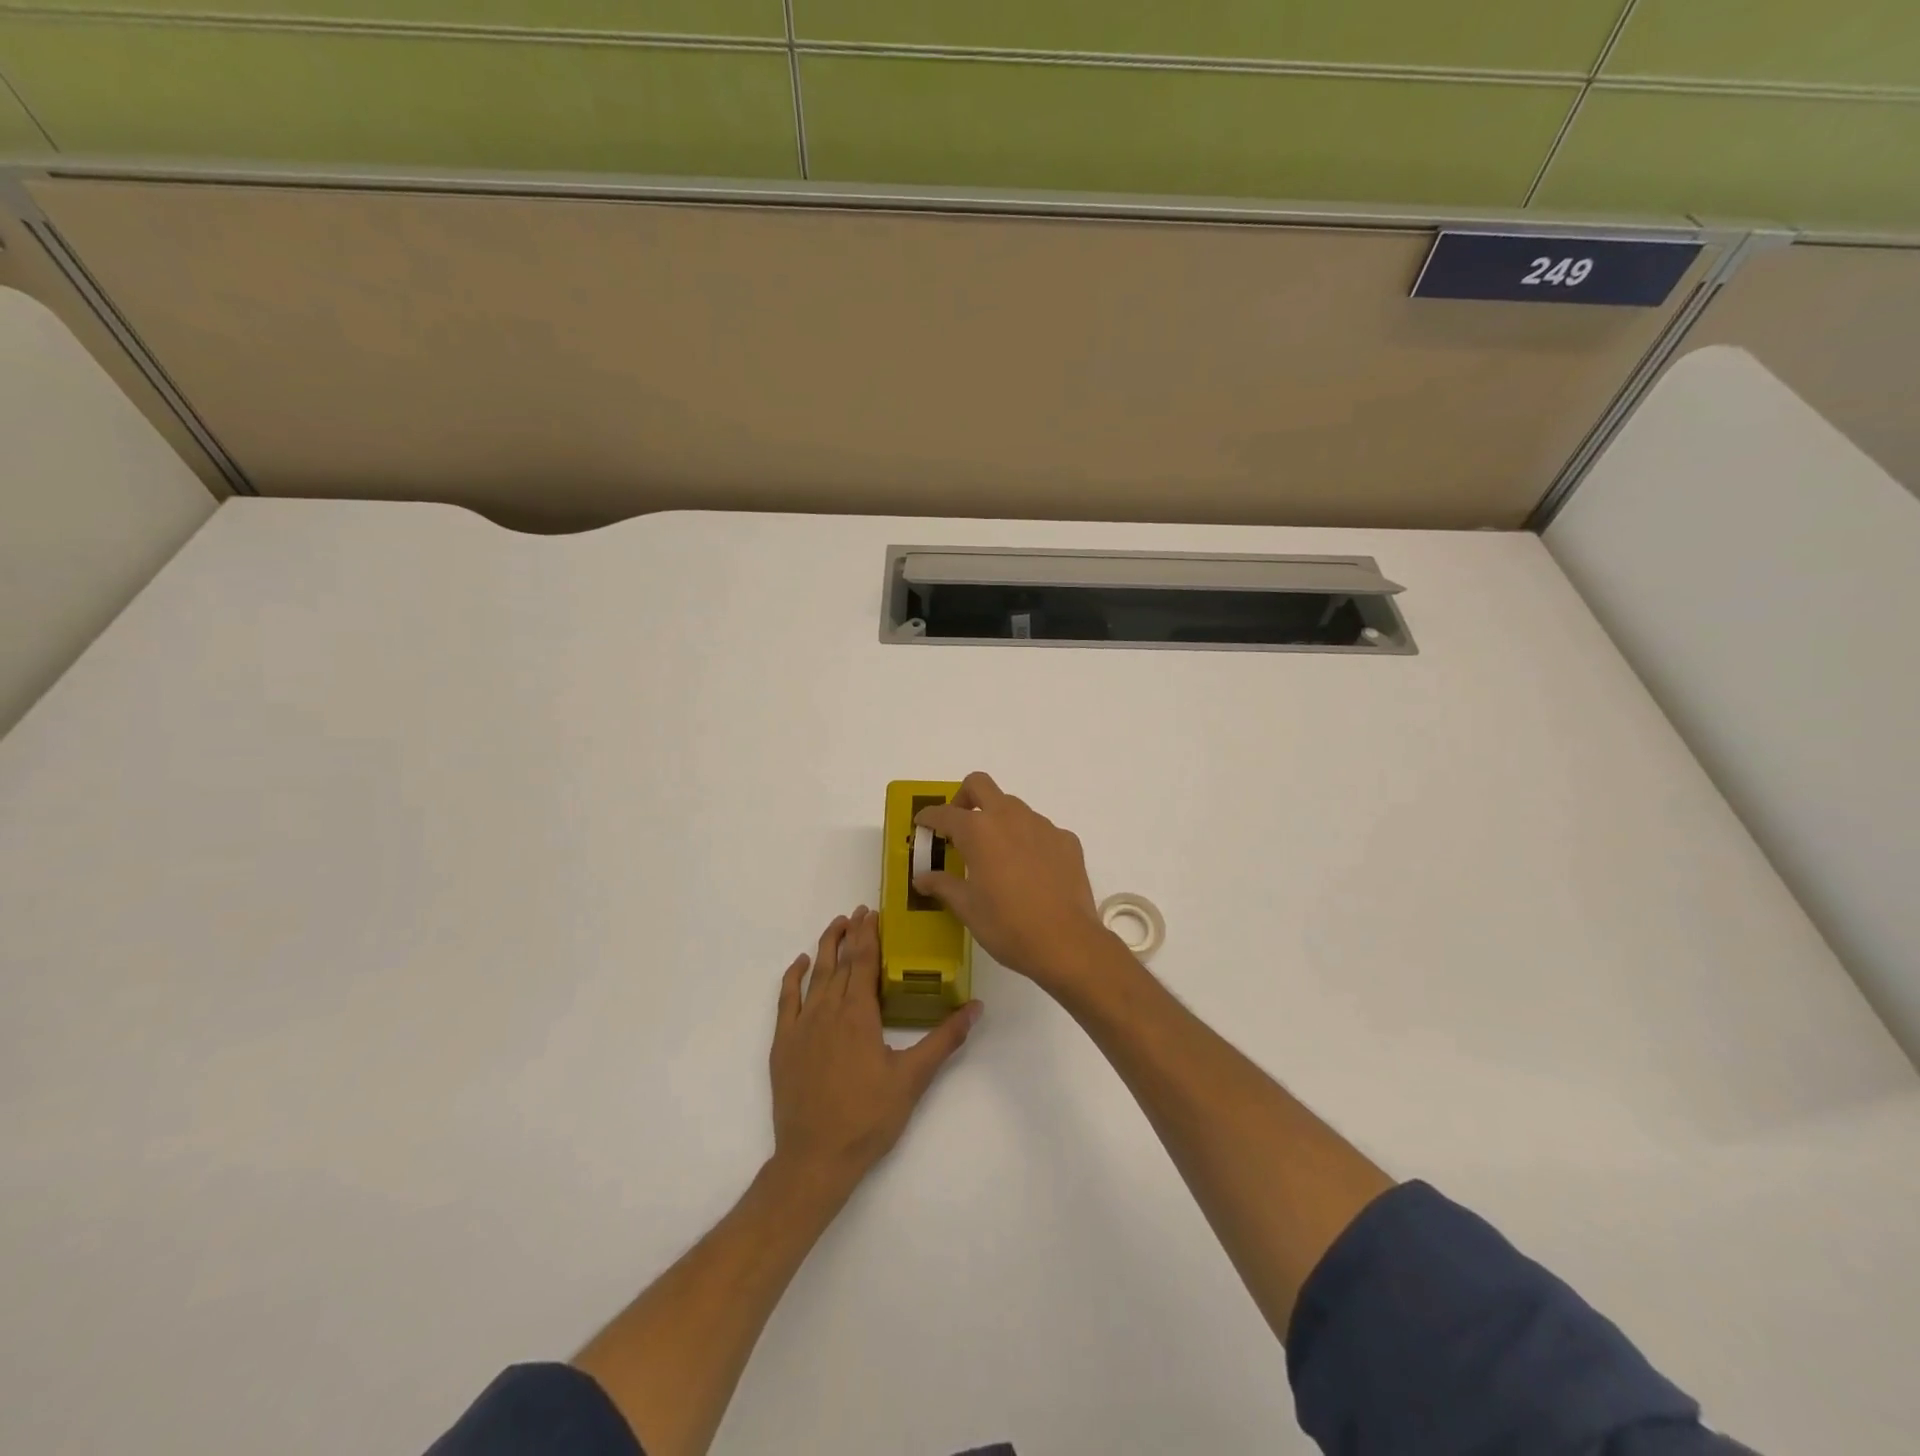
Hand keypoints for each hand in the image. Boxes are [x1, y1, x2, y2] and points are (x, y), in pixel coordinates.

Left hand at [769, 908, 979, 1193]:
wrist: (815, 1158)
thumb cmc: (868, 1118)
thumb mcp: (913, 1079)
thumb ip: (944, 1040)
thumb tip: (976, 1007)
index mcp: (859, 1015)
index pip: (864, 961)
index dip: (869, 935)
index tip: (872, 912)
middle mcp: (829, 1011)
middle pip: (841, 962)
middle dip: (851, 934)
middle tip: (858, 912)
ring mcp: (802, 1027)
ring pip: (815, 975)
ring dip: (825, 947)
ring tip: (835, 926)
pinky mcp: (784, 1044)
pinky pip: (787, 1000)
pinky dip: (793, 978)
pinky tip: (801, 964)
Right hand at [913, 772, 1112, 991]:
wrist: (1066, 942)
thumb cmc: (1007, 925)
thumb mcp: (967, 908)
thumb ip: (942, 885)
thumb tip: (922, 877)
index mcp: (978, 830)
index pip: (944, 813)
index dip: (929, 817)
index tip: (922, 824)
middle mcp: (1010, 817)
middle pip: (980, 785)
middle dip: (963, 797)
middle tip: (959, 825)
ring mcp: (1042, 825)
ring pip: (1013, 806)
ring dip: (998, 820)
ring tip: (996, 855)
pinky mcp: (1066, 840)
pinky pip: (1040, 829)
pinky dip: (1027, 839)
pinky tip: (1029, 870)